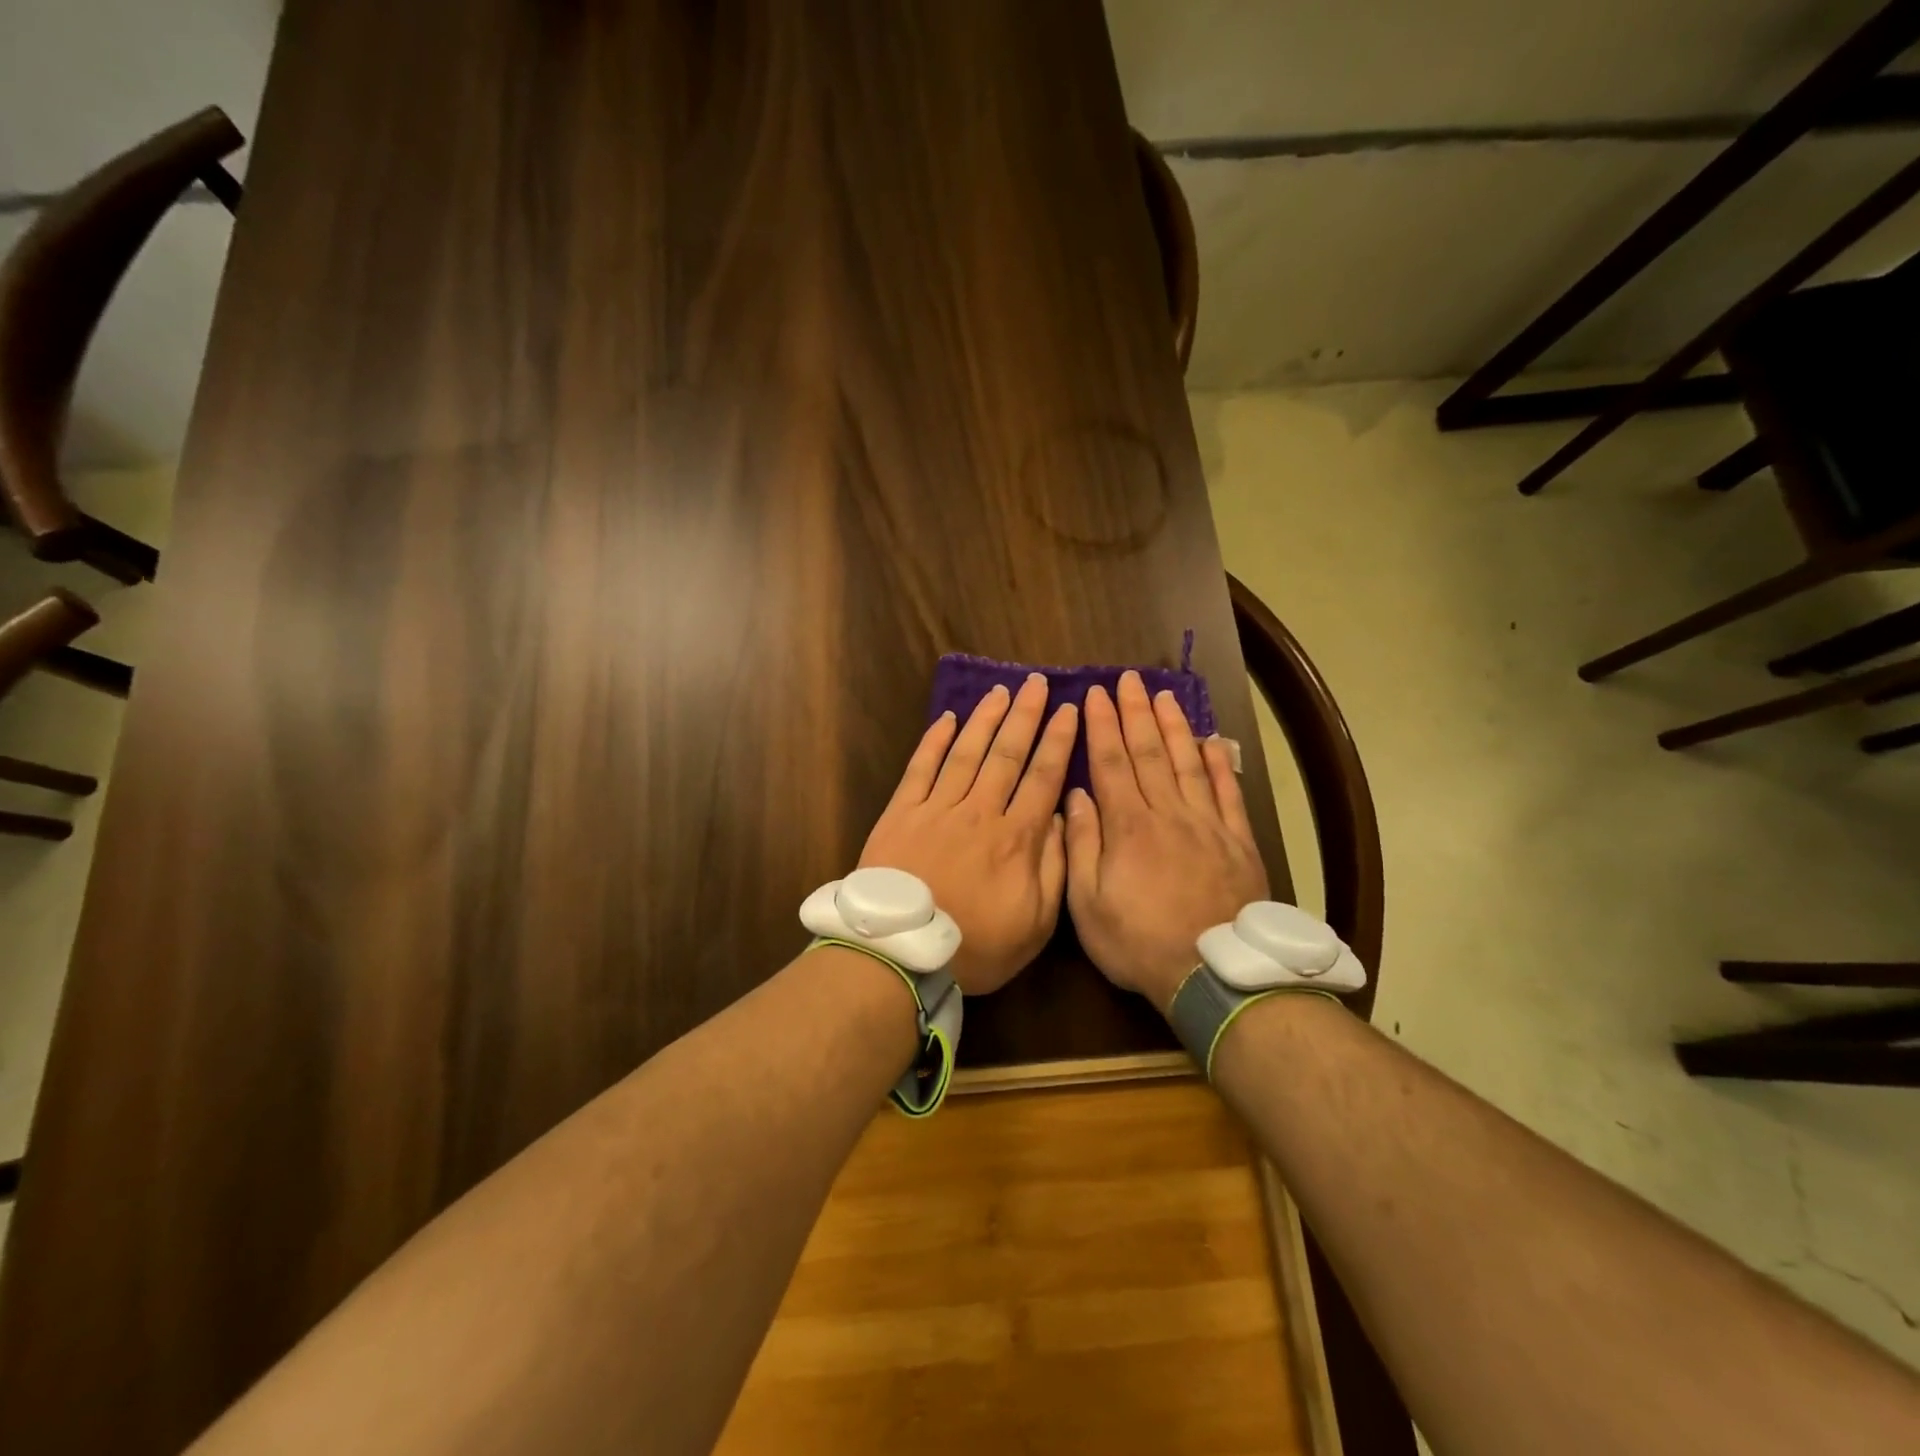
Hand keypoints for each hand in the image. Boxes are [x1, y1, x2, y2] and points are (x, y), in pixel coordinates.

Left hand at [859, 674, 1078, 994]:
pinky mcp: (902, 813)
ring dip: (985, 718)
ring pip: (967, 752)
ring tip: (1001, 691)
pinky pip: (920, 768)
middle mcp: (980, 811)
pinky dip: (934, 741)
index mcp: (1016, 838)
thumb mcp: (1035, 924)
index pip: (1043, 777)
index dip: (1058, 741)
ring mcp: (938, 808)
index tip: (1069, 710)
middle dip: (1026, 716)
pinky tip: (946, 718)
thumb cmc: (975, 945)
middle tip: (1037, 683)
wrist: (902, 953)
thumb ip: (1054, 869)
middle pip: (1007, 754)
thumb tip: (1060, 819)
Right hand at [1064, 670, 1267, 1011]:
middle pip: (1148, 752)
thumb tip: (1076, 796)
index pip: (1111, 762)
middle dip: (1135, 712)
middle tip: (1128, 679)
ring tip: (1164, 696)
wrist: (1213, 973)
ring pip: (1187, 762)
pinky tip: (1212, 742)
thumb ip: (1081, 845)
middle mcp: (1167, 812)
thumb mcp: (1088, 904)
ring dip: (1174, 726)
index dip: (1102, 725)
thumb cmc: (1139, 941)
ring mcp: (1207, 824)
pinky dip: (1220, 764)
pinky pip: (1228, 792)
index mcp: (1128, 826)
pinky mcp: (1237, 840)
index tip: (1095, 694)